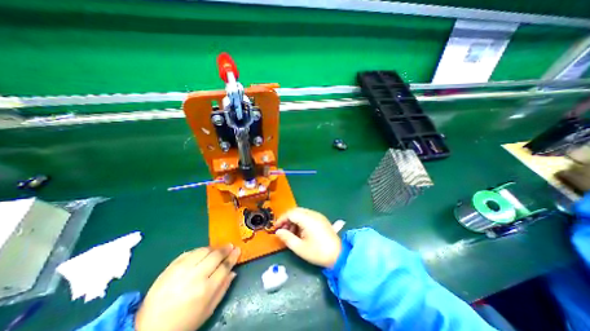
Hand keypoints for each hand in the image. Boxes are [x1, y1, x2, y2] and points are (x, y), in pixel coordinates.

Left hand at [135, 245, 240, 330]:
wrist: (149, 329)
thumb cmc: (184, 322)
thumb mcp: (208, 311)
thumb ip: (223, 289)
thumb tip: (233, 272)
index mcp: (206, 289)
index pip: (225, 266)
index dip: (233, 256)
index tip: (238, 250)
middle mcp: (195, 276)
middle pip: (216, 255)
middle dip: (225, 249)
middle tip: (230, 246)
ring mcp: (182, 270)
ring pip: (204, 250)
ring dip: (213, 248)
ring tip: (217, 250)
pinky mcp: (171, 267)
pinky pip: (190, 252)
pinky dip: (199, 250)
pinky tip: (202, 253)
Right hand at [272, 208, 338, 267]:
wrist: (339, 256)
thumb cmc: (318, 252)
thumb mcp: (300, 248)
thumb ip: (287, 238)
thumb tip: (278, 232)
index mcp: (308, 219)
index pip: (291, 213)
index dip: (281, 219)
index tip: (276, 228)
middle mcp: (313, 214)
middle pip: (296, 211)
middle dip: (287, 219)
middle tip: (282, 230)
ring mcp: (318, 216)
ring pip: (302, 213)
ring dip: (294, 220)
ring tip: (291, 233)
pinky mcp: (322, 219)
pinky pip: (308, 216)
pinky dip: (301, 221)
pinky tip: (300, 231)